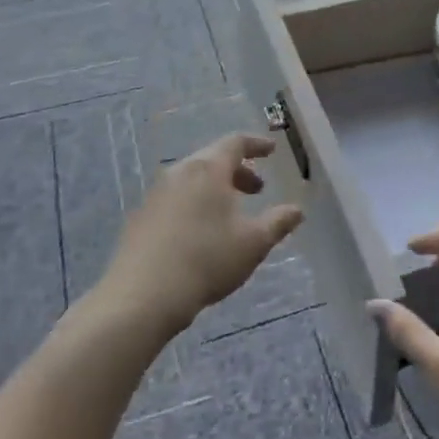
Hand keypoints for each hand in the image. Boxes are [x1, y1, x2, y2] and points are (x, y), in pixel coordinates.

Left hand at [102, 133, 303, 334]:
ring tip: (231, 213)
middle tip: (257, 190)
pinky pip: (175, 198)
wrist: (141, 296)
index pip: (236, 142)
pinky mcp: (141, 217)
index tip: (271, 150)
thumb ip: (278, 222)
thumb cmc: (206, 260)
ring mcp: (156, 194)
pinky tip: (201, 233)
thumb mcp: (253, 243)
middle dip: (238, 170)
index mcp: (208, 169)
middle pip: (213, 159)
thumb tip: (297, 210)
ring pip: (192, 179)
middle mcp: (180, 172)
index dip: (256, 144)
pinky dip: (195, 203)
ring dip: (216, 188)